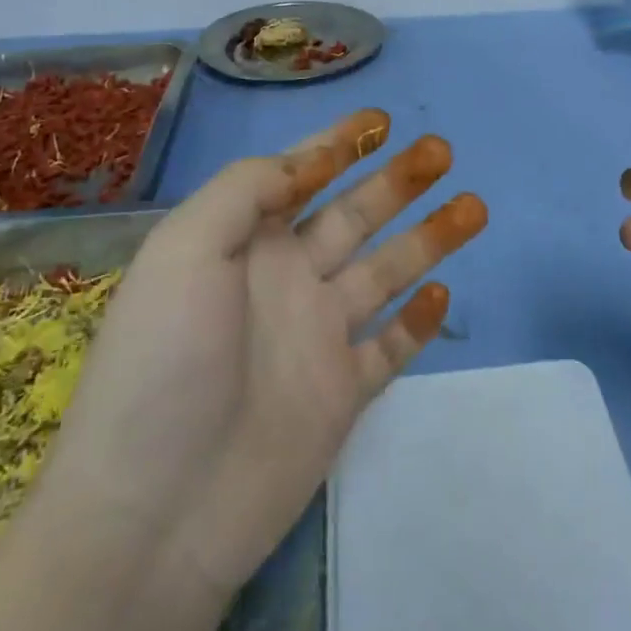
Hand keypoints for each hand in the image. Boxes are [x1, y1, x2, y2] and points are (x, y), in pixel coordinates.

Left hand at [50, 108, 487, 598]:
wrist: (156, 510)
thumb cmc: (164, 361)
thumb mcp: (185, 249)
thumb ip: (245, 191)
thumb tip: (305, 162)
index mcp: (245, 243)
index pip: (299, 177)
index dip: (336, 144)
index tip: (378, 120)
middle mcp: (286, 279)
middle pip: (354, 214)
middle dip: (397, 180)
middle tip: (441, 150)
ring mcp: (317, 336)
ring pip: (386, 271)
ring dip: (428, 237)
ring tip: (473, 204)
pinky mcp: (341, 393)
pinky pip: (389, 348)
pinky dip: (417, 323)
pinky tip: (442, 293)